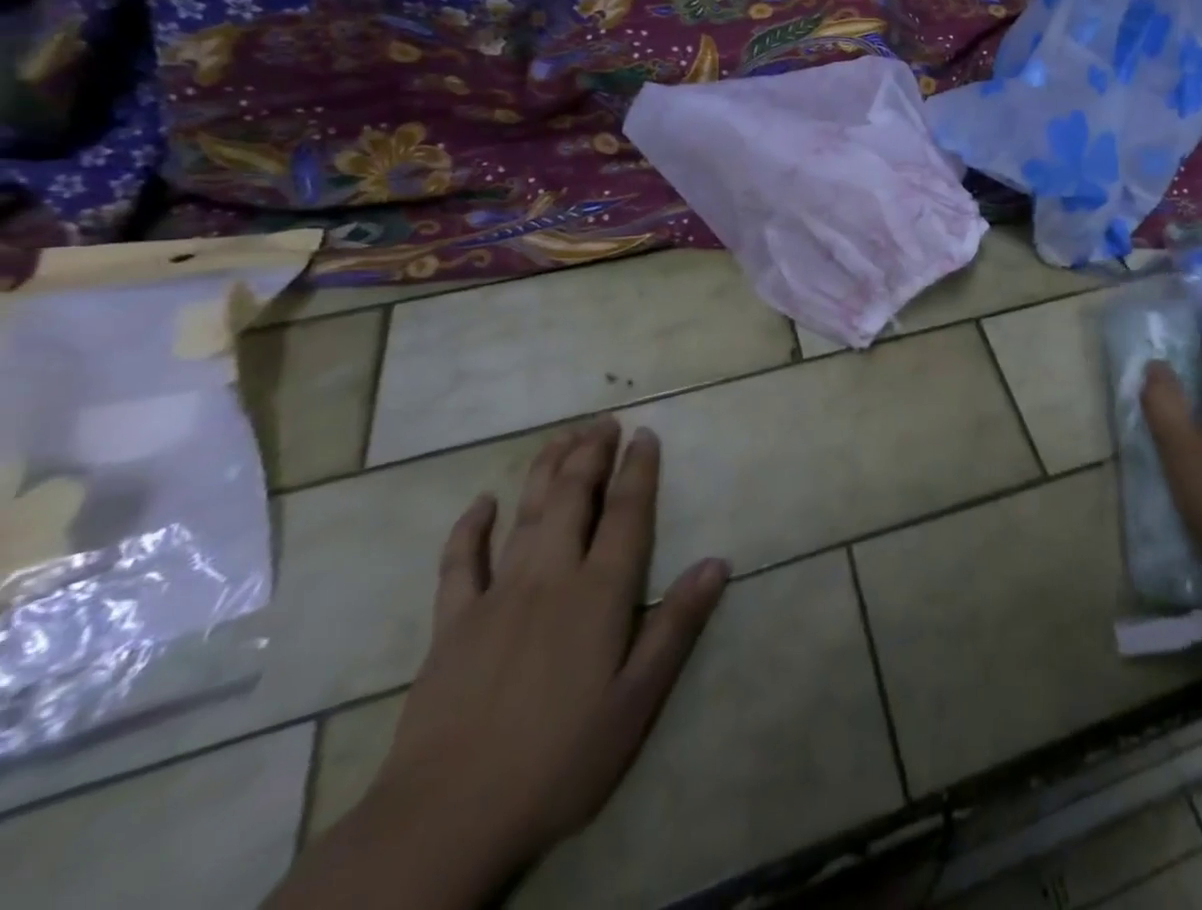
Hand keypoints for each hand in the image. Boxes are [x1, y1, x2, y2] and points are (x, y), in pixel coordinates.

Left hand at [366, 418, 728, 871]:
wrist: (445, 818)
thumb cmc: (558, 760)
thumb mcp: (636, 702)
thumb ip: (675, 626)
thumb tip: (717, 563)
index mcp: (599, 594)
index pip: (627, 514)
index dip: (638, 469)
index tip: (645, 434)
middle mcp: (550, 577)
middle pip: (573, 498)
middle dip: (591, 454)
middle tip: (603, 421)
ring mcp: (495, 596)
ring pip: (526, 515)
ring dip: (545, 470)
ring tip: (561, 437)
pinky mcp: (451, 624)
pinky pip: (459, 562)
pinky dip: (471, 527)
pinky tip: (482, 503)